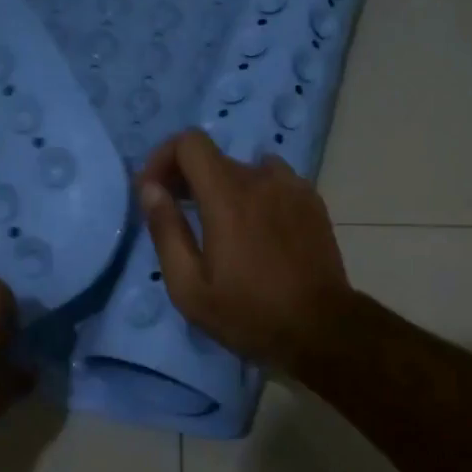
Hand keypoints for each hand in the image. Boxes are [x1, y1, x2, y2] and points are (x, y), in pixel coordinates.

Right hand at [136, 130, 351, 370]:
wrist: (321, 328)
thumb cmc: (249, 314)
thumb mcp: (190, 287)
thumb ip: (166, 231)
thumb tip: (150, 189)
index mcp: (227, 195)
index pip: (189, 143)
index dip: (164, 158)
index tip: (154, 191)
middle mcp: (261, 179)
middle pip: (215, 158)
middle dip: (188, 178)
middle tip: (178, 215)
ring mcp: (292, 188)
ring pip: (246, 170)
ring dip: (224, 188)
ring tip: (220, 225)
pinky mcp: (312, 202)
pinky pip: (275, 183)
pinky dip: (256, 195)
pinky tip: (257, 230)